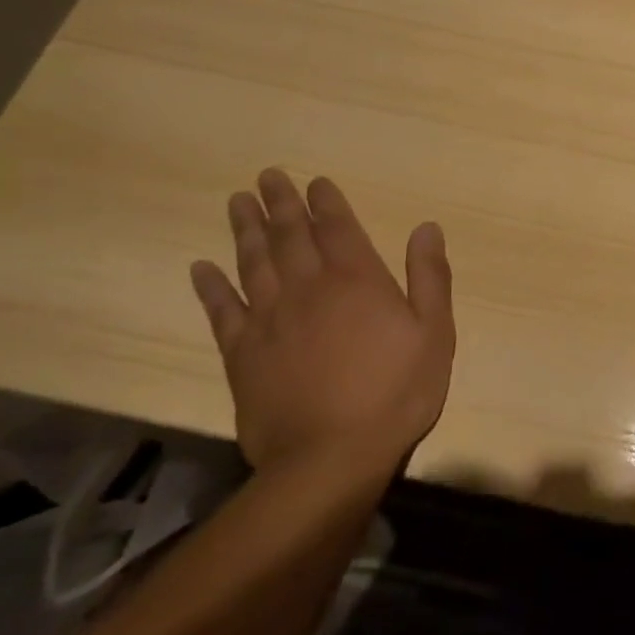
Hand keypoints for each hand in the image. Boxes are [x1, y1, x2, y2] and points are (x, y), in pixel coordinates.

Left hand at [189, 169, 455, 483]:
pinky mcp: (242, 355)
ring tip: (237, 202)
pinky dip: (210, 287)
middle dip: (280, 203)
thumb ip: (429, 276)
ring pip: (253, 263)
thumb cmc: (396, 393)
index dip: (325, 201)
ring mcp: (270, 320)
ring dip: (245, 230)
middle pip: (289, 236)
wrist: (331, 459)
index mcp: (357, 280)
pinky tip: (200, 268)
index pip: (337, 227)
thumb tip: (426, 227)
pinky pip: (222, 311)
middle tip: (267, 176)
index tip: (314, 180)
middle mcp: (309, 288)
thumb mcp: (434, 332)